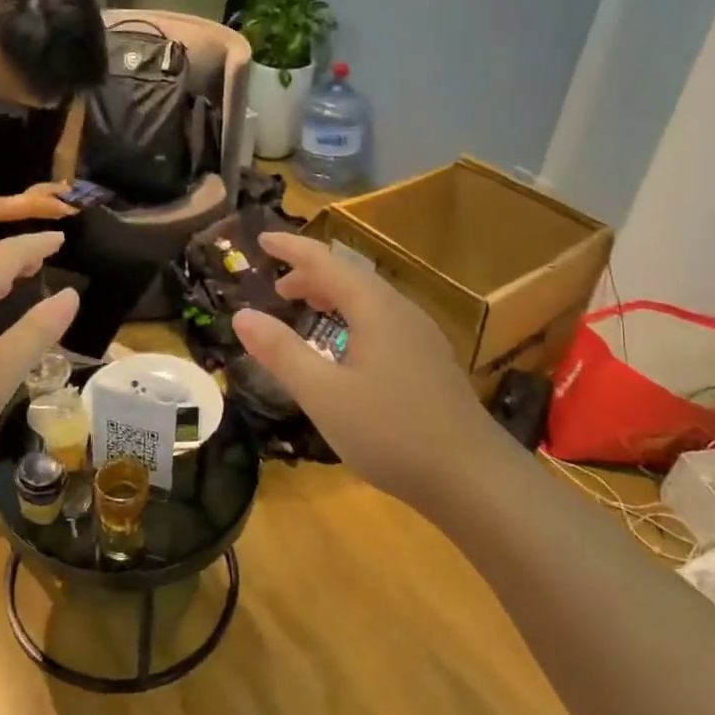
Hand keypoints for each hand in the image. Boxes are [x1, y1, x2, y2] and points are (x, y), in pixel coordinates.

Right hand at [14, 181, 79, 220]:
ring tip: (66, 193)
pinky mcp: (45, 215)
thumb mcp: (48, 188)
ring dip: (65, 203)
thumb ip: (61, 188)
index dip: (81, 203)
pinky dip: (59, 204)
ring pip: (63, 210)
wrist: (19, 207)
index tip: (83, 195)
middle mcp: (59, 214)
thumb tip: (70, 187)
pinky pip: (57, 210)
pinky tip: (55, 197)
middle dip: (73, 202)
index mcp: (62, 208)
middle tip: (75, 192)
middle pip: (70, 210)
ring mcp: (52, 216)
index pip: (76, 209)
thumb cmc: (35, 197)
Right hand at [231, 234, 513, 505]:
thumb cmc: (391, 431)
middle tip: (277, 288)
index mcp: (375, 308)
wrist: (473, 476)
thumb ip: (281, 352)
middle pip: (351, 277)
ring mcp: (421, 337)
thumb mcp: (324, 394)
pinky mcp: (430, 362)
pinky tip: (347, 348)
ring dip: (333, 296)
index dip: (292, 248)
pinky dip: (353, 318)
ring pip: (370, 300)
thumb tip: (241, 315)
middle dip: (311, 275)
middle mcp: (401, 311)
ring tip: (306, 308)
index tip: (262, 238)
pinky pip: (383, 321)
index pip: (326, 262)